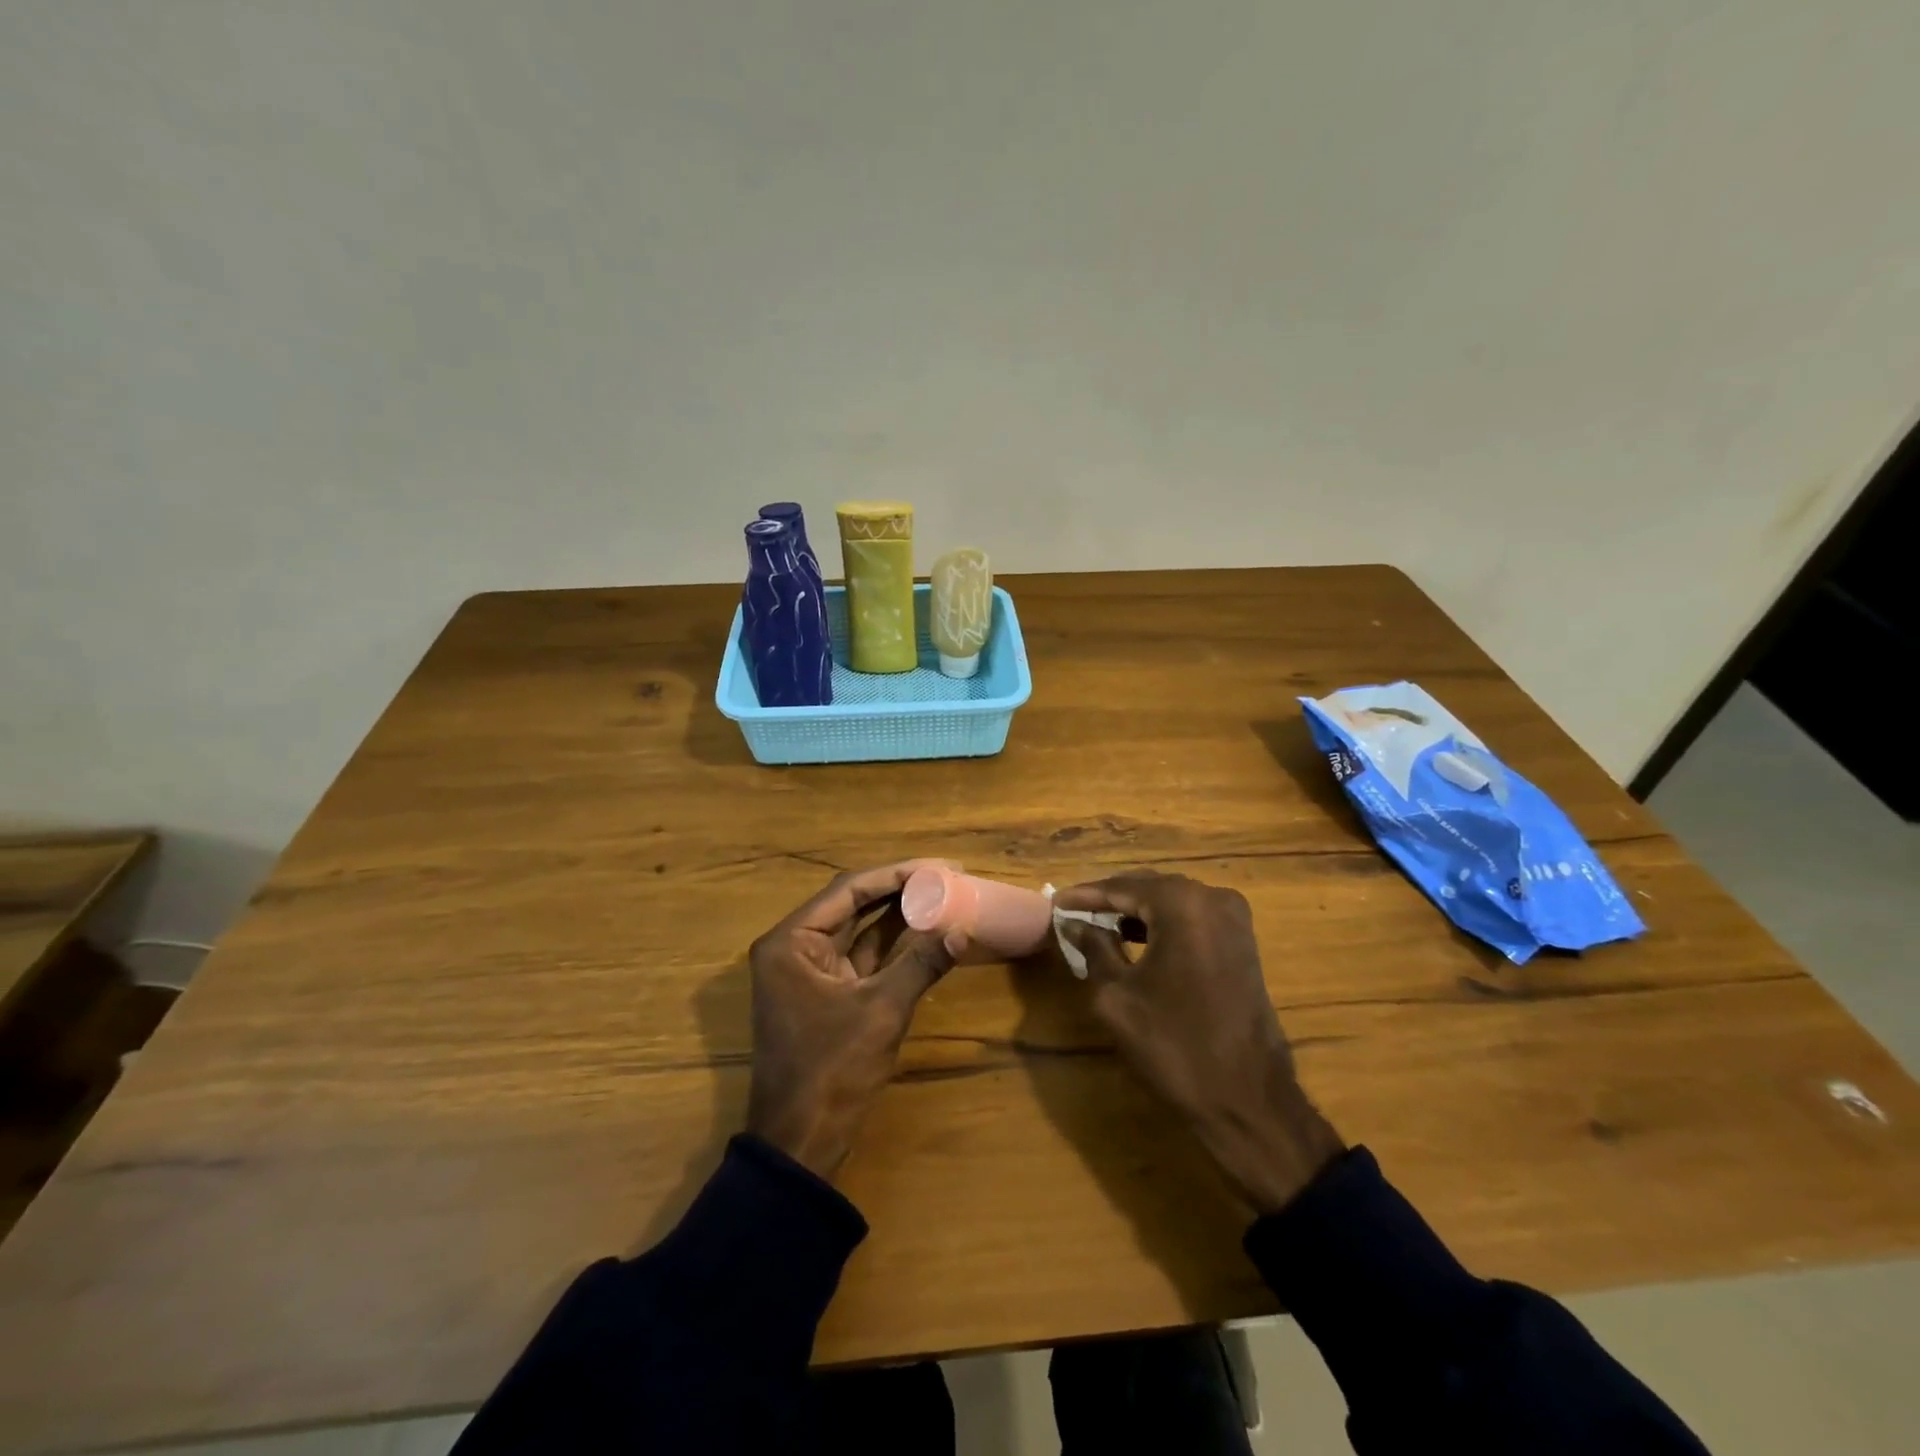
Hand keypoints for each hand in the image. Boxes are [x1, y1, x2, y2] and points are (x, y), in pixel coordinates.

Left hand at [746, 862, 959, 1180]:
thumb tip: (963, 931)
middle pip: (853, 904)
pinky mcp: (826, 994)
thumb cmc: (832, 1070)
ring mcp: (809, 972)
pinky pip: (862, 957)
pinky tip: (926, 932)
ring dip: (898, 915)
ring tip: (942, 895)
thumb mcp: (881, 1011)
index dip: (897, 873)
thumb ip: (921, 964)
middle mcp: (795, 947)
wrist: (801, 1143)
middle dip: (900, 889)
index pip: (849, 889)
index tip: (939, 866)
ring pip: (859, 930)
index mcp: (791, 941)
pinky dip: (893, 946)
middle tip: (947, 876)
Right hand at [1054, 870, 1344, 1214]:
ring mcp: (1235, 919)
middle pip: (1149, 887)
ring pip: (1171, 902)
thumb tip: (1075, 924)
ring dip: (1135, 912)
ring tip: (1098, 926)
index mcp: (1182, 904)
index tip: (1055, 903)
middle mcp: (1213, 898)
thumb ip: (1093, 949)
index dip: (1085, 896)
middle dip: (1111, 900)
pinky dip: (1161, 925)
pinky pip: (1192, 919)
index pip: (1121, 887)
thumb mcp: (1117, 996)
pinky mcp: (1243, 942)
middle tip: (1074, 913)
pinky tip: (1135, 940)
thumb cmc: (1174, 1045)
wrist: (1248, 1100)